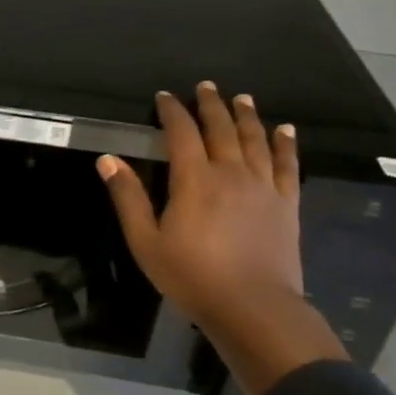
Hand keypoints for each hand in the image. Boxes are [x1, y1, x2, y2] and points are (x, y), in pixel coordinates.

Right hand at [98, 82, 346, 394]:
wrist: (254, 308)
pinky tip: (286, 130)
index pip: (181, 132)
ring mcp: (263, 186)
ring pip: (255, 140)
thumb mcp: (146, 241)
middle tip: (206, 86)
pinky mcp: (286, 204)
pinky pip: (287, 165)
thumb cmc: (192, 276)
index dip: (172, 111)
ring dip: (247, 116)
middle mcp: (230, 173)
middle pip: (220, 128)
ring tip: (242, 98)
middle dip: (211, 104)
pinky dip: (286, 144)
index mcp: (194, 179)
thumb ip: (128, 197)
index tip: (165, 97)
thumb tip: (107, 159)